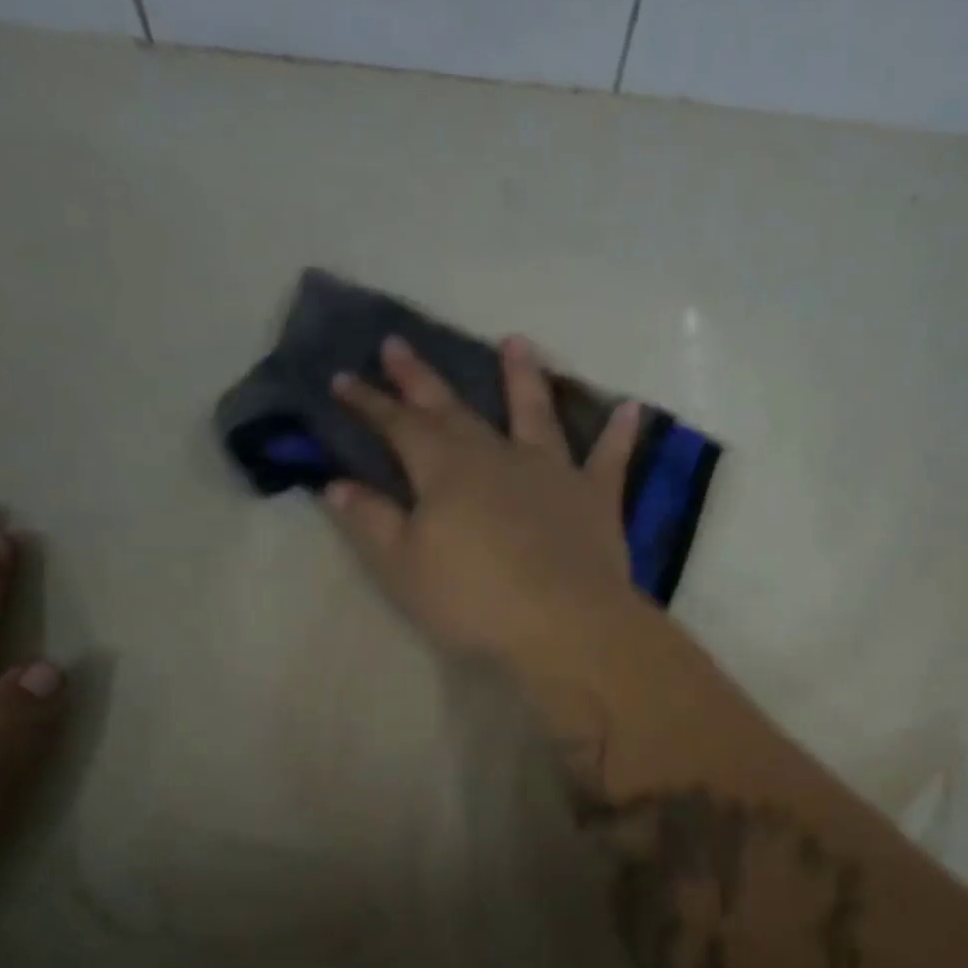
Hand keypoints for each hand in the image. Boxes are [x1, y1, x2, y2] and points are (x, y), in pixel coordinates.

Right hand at [326, 335, 645, 669]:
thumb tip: (336, 483)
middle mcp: (498, 457)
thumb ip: (371, 522)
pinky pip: (610, 459)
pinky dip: (620, 434)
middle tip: (397, 343)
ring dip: (523, 377)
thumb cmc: (475, 602)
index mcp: (446, 472)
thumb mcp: (405, 569)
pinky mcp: (596, 498)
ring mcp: (552, 472)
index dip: (368, 403)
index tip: (341, 378)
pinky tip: (631, 408)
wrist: (565, 624)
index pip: (398, 426)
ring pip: (535, 414)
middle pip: (453, 409)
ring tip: (515, 343)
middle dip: (421, 379)